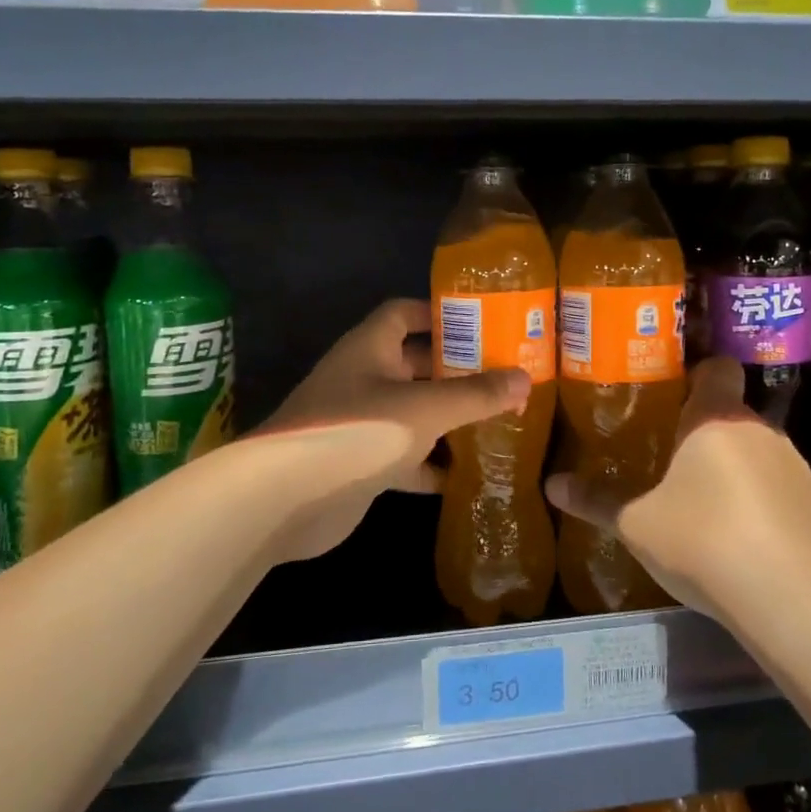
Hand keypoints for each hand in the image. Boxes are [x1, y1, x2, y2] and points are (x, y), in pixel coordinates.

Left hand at [252, 299, 529, 561]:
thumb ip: (475, 394)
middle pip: (416, 363)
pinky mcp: (362, 463)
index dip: (439, 312)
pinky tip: (468, 474)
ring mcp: (362, 422)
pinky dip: (433, 464)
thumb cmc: (357, 432)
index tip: (482, 321)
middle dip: (457, 369)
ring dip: (449, 417)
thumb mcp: (424, 408)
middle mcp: (364, 377)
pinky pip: (407, 455)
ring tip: (499, 419)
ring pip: (414, 411)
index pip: (405, 312)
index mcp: (371, 347)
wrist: (285, 499)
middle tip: (505, 374)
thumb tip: (525, 379)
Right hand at [545, 357, 810, 624]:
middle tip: (667, 459)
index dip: (696, 375)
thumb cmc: (704, 541)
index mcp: (715, 417)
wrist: (794, 600)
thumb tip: (552, 484)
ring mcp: (794, 466)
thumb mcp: (637, 524)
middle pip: (729, 413)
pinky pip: (775, 486)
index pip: (717, 368)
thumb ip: (597, 500)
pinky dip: (756, 500)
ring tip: (700, 504)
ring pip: (753, 451)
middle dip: (701, 433)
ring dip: (730, 468)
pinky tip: (736, 539)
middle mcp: (759, 429)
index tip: (670, 396)